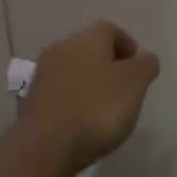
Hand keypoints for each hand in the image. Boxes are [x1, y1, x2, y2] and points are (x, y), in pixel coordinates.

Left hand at [18, 21, 159, 173]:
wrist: (45, 146)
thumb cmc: (97, 108)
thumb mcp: (134, 84)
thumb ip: (145, 66)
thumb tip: (145, 58)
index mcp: (88, 38)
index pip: (111, 30)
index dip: (128, 46)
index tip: (139, 70)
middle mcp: (62, 47)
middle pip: (90, 49)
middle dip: (108, 66)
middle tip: (124, 91)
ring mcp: (43, 74)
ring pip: (73, 70)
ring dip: (89, 84)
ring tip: (104, 111)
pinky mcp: (31, 100)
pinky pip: (60, 92)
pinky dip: (73, 101)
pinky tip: (82, 122)